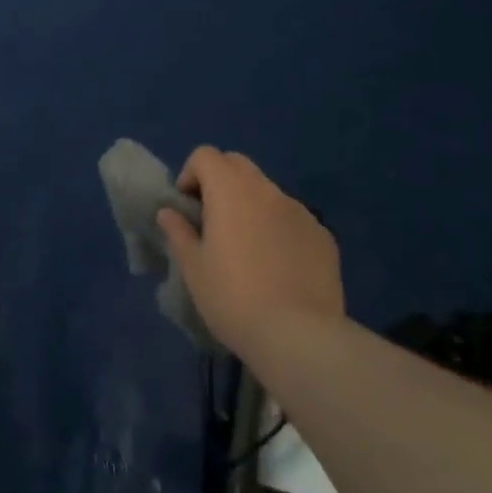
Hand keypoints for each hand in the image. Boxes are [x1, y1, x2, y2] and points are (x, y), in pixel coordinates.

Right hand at [157, 147, 343, 362]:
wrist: (300, 337)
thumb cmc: (234, 298)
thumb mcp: (194, 269)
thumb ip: (179, 232)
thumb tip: (168, 212)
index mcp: (230, 190)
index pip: (206, 155)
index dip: (191, 174)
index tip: (188, 207)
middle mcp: (266, 189)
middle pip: (238, 165)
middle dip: (221, 181)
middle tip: (213, 220)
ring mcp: (299, 210)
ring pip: (267, 192)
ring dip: (251, 205)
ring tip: (248, 248)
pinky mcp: (323, 235)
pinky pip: (293, 219)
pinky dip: (280, 228)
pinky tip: (280, 267)